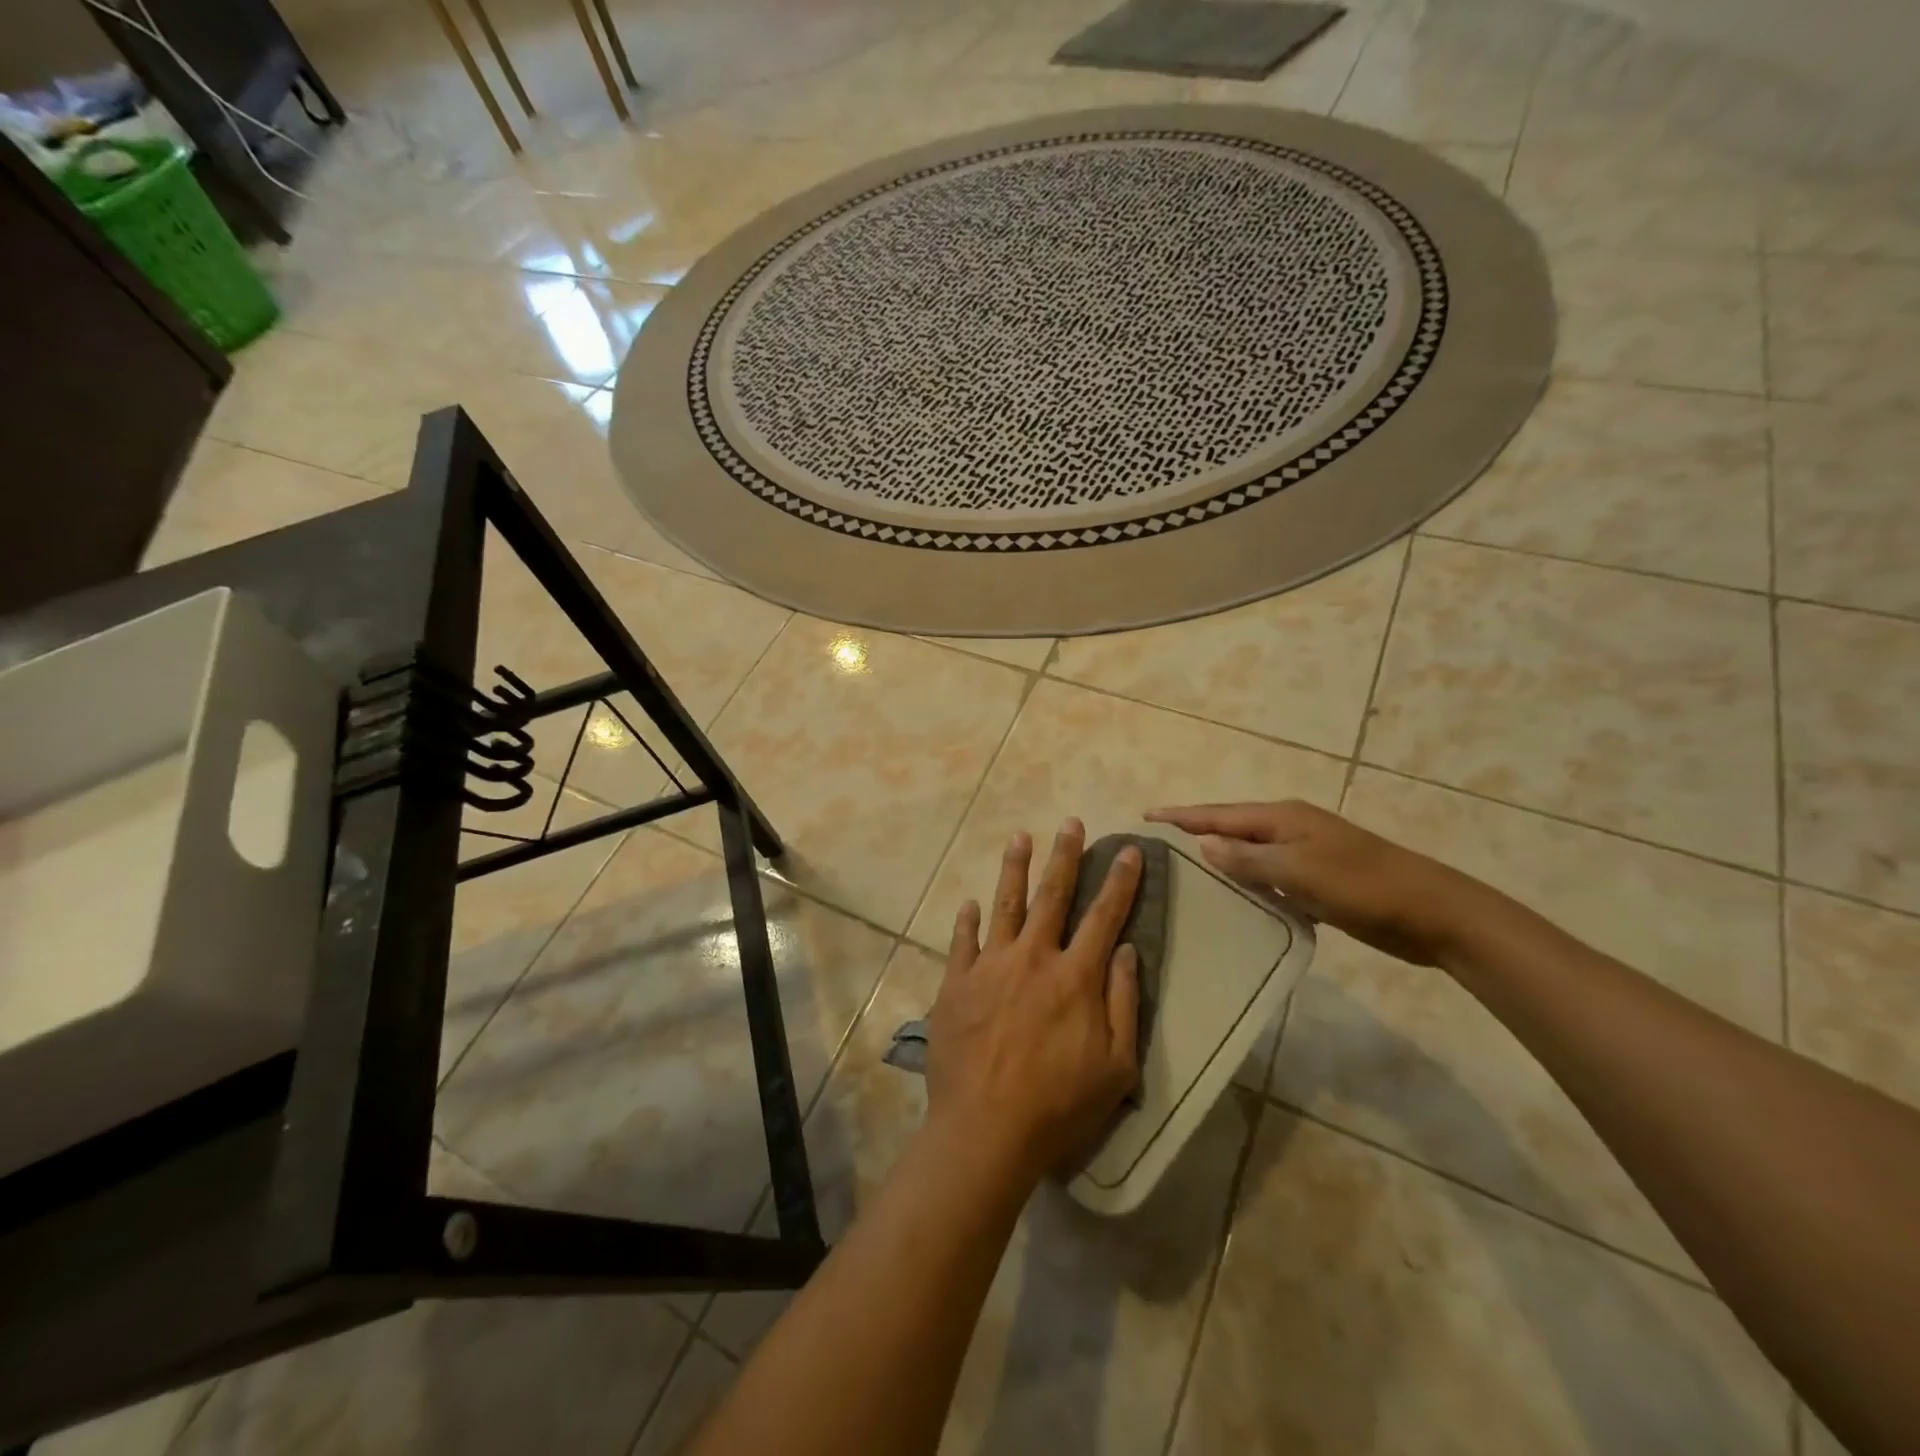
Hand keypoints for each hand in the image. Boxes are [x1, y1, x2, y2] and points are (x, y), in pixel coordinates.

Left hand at [926, 819, 1142, 1183]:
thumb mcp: (1116, 1066)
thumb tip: (1125, 950)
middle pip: (1053, 895)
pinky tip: (970, 903)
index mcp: (1075, 977)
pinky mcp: (957, 983)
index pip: (1104, 916)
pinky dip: (967, 920)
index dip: (1121, 882)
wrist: (986, 1129)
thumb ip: (1123, 1002)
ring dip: (1014, 868)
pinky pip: (962, 941)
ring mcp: (990, 966)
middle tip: (1070, 823)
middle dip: (1065, 856)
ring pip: (1005, 904)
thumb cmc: (1059, 1105)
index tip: (1130, 851)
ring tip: (1019, 837)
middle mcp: (1033, 958)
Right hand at [1145, 799, 1491, 966]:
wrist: (1432, 912)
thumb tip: (1203, 843)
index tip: (1147, 816)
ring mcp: (1306, 854)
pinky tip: (1233, 901)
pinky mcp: (1318, 880)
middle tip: (1158, 846)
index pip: (1220, 814)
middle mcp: (1290, 829)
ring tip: (1184, 872)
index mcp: (1283, 818)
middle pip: (1232, 829)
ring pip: (1250, 854)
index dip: (1183, 815)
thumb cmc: (1362, 886)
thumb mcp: (1299, 871)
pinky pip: (1269, 877)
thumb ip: (1248, 858)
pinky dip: (1248, 884)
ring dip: (1221, 860)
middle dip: (1196, 832)